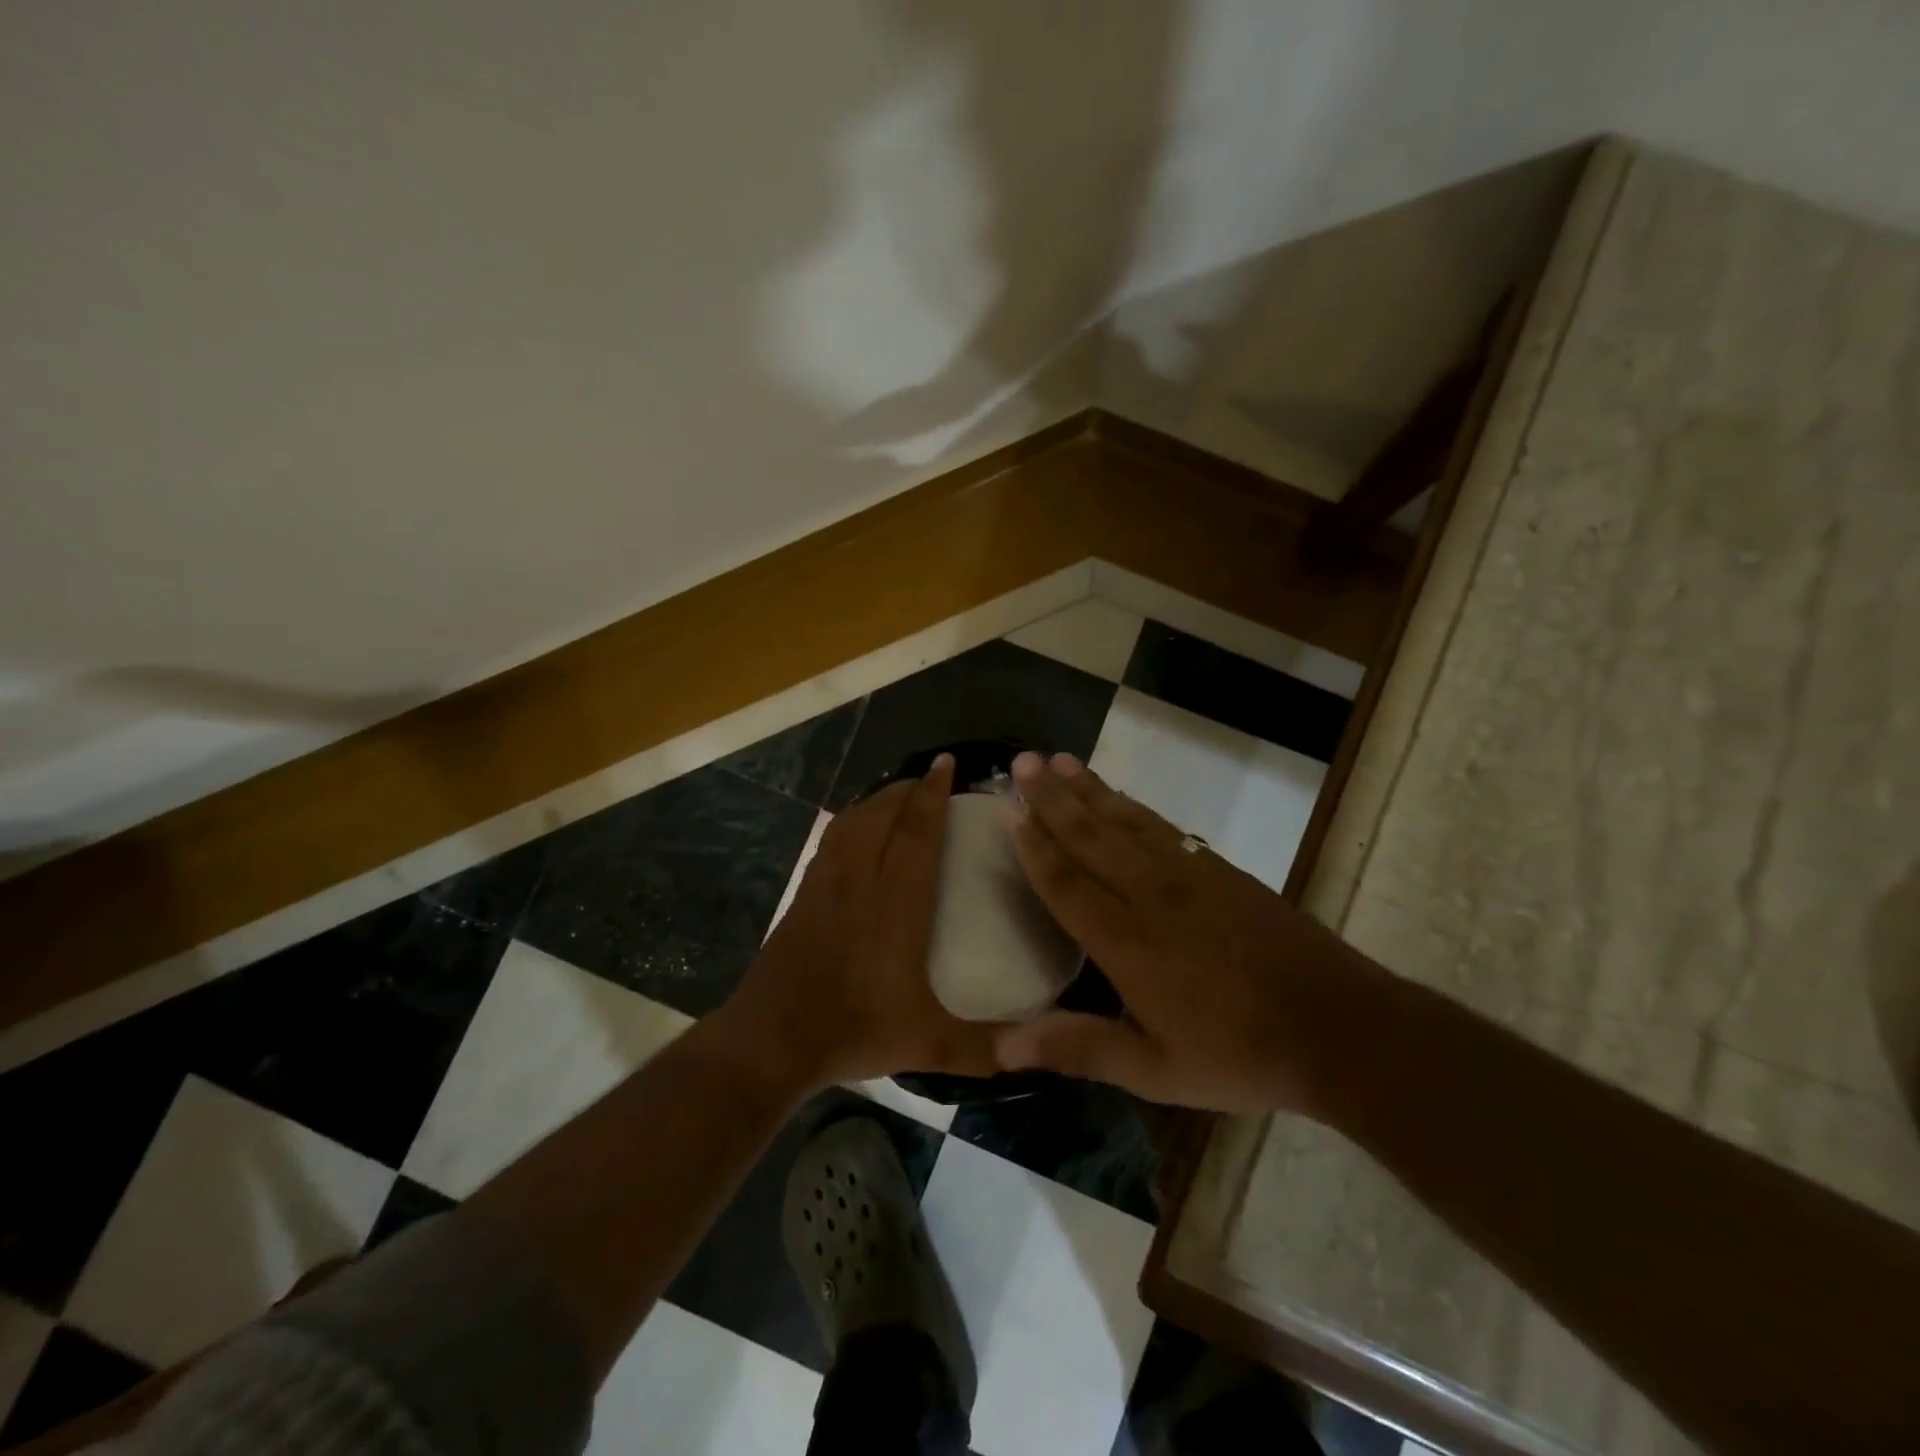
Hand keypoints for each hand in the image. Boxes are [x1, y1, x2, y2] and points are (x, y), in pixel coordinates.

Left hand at [722, 754, 1000, 1088]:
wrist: (770, 1040)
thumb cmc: (853, 1030)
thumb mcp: (928, 1044)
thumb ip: (984, 1047)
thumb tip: (1038, 1049)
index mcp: (895, 904)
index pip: (915, 833)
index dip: (932, 795)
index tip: (946, 764)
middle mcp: (859, 881)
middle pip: (881, 815)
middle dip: (907, 789)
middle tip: (931, 777)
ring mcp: (825, 885)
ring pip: (852, 822)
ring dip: (877, 800)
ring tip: (898, 796)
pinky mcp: (803, 895)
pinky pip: (832, 841)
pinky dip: (851, 822)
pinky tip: (858, 832)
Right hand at [995, 751, 1383, 1113]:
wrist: (1337, 1026)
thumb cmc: (1237, 1053)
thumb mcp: (1155, 1070)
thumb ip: (1079, 1049)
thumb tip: (1003, 1048)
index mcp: (1126, 941)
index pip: (1066, 882)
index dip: (1034, 846)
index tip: (1008, 810)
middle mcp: (1150, 894)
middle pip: (1091, 836)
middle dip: (1052, 798)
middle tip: (1022, 762)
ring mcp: (1189, 875)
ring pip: (1126, 821)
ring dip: (1089, 789)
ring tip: (1059, 761)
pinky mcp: (1219, 869)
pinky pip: (1163, 826)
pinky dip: (1133, 805)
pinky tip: (1120, 796)